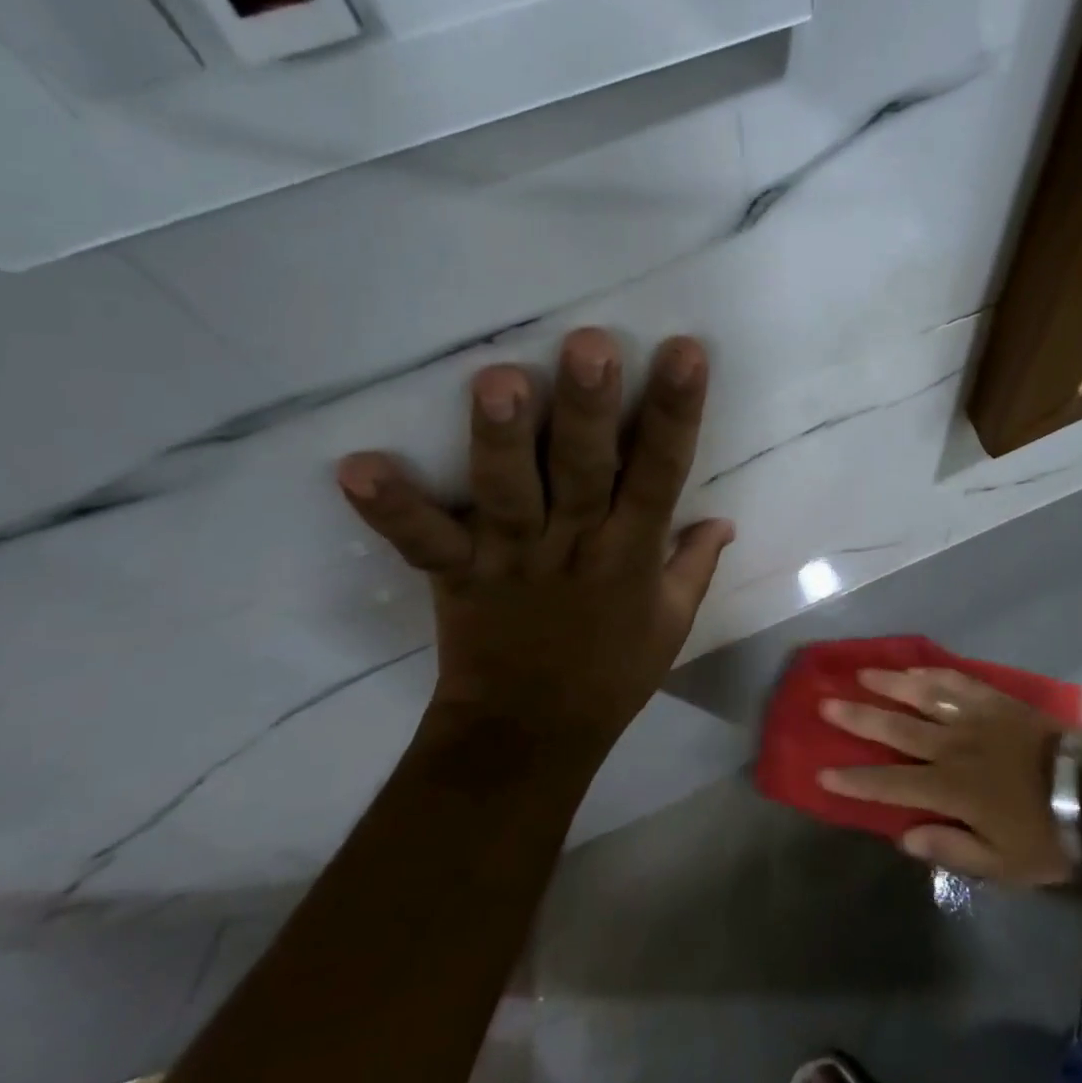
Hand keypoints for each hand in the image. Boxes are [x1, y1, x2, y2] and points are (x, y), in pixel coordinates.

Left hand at [334, 328, 734, 748]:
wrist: (529, 737)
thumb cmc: (610, 674)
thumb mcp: (672, 623)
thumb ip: (695, 564)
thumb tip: (725, 518)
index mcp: (631, 555)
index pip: (660, 475)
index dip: (674, 415)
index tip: (684, 353)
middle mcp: (574, 548)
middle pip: (584, 473)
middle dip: (589, 411)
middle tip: (590, 345)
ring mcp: (511, 562)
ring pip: (509, 495)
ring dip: (501, 441)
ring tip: (497, 379)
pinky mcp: (457, 579)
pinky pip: (424, 543)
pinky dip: (393, 509)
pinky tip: (356, 466)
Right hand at [818, 667, 1081, 884]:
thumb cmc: (1046, 837)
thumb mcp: (1000, 865)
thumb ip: (950, 849)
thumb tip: (903, 837)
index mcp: (950, 789)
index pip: (890, 784)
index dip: (855, 780)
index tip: (823, 772)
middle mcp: (952, 747)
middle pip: (896, 729)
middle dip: (857, 718)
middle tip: (825, 704)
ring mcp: (974, 718)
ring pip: (922, 696)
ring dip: (889, 684)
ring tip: (861, 673)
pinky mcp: (995, 701)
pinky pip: (957, 681)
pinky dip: (933, 673)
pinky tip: (915, 667)